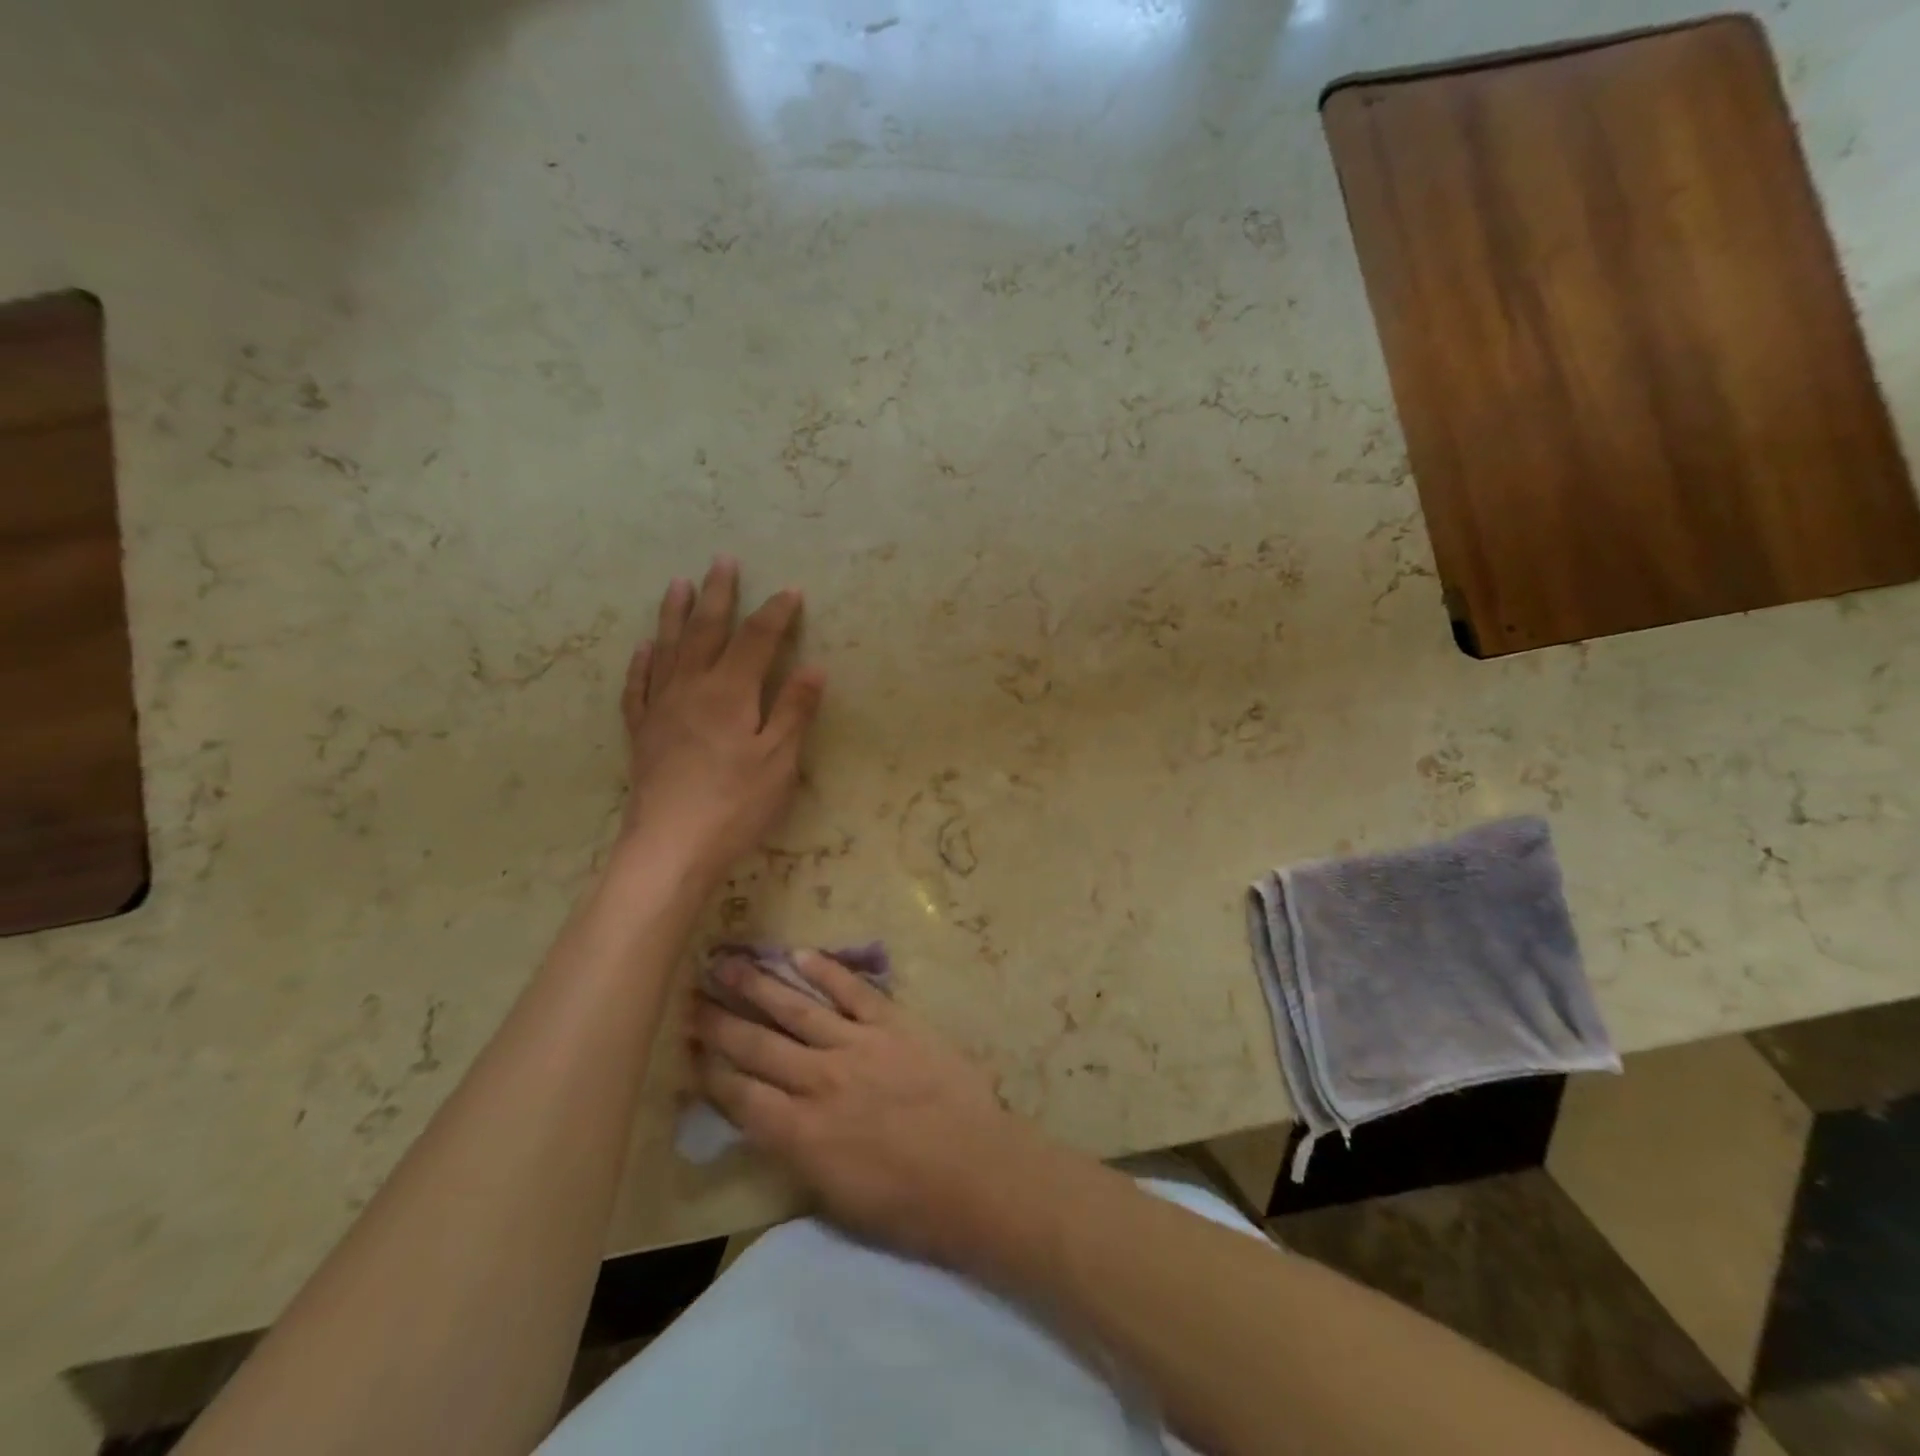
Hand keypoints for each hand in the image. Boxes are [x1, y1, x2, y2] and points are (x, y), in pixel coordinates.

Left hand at [619, 558, 825, 883]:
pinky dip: (642, 663)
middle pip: (706, 631)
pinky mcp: (641, 732)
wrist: (670, 846)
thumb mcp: (779, 760)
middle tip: (723, 561)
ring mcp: (660, 708)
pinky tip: (644, 649)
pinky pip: (638, 686)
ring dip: (675, 614)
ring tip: (678, 584)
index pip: (756, 639)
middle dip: (718, 595)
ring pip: (667, 648)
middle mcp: (691, 688)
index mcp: (730, 692)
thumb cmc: (735, 804)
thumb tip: (813, 667)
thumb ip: (794, 710)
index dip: (775, 613)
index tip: (790, 591)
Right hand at [693, 951, 1041, 1270]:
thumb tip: (771, 1122)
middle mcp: (819, 1081)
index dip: (708, 1071)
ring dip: (758, 985)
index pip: (740, 1095)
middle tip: (690, 995)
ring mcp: (857, 1046)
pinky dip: (825, 971)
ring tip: (726, 962)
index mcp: (800, 1134)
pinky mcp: (894, 1023)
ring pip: (796, 1009)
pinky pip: (852, 991)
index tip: (685, 1047)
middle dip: (719, 1021)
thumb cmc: (908, 1205)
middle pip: (757, 1045)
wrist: (976, 1173)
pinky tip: (800, 953)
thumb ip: (797, 1153)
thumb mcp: (835, 1198)